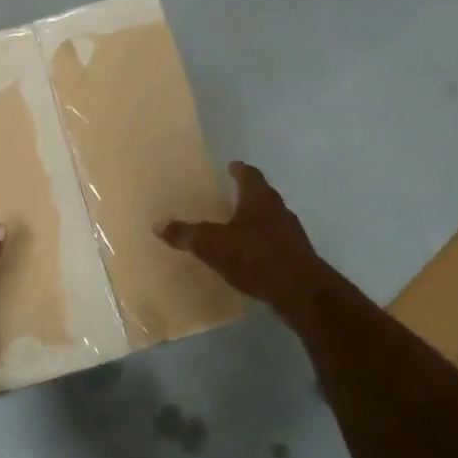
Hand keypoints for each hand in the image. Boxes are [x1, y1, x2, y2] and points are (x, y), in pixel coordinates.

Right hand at [158, 162, 324, 319]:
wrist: (299, 291)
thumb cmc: (254, 256)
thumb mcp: (212, 245)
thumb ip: (186, 234)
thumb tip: (158, 224)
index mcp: (260, 199)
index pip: (250, 176)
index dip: (239, 170)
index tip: (232, 166)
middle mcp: (279, 211)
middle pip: (262, 196)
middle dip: (246, 196)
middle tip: (230, 196)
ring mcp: (292, 235)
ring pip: (271, 221)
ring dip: (255, 222)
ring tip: (237, 228)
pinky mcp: (297, 258)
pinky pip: (275, 244)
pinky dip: (261, 245)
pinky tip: (249, 257)